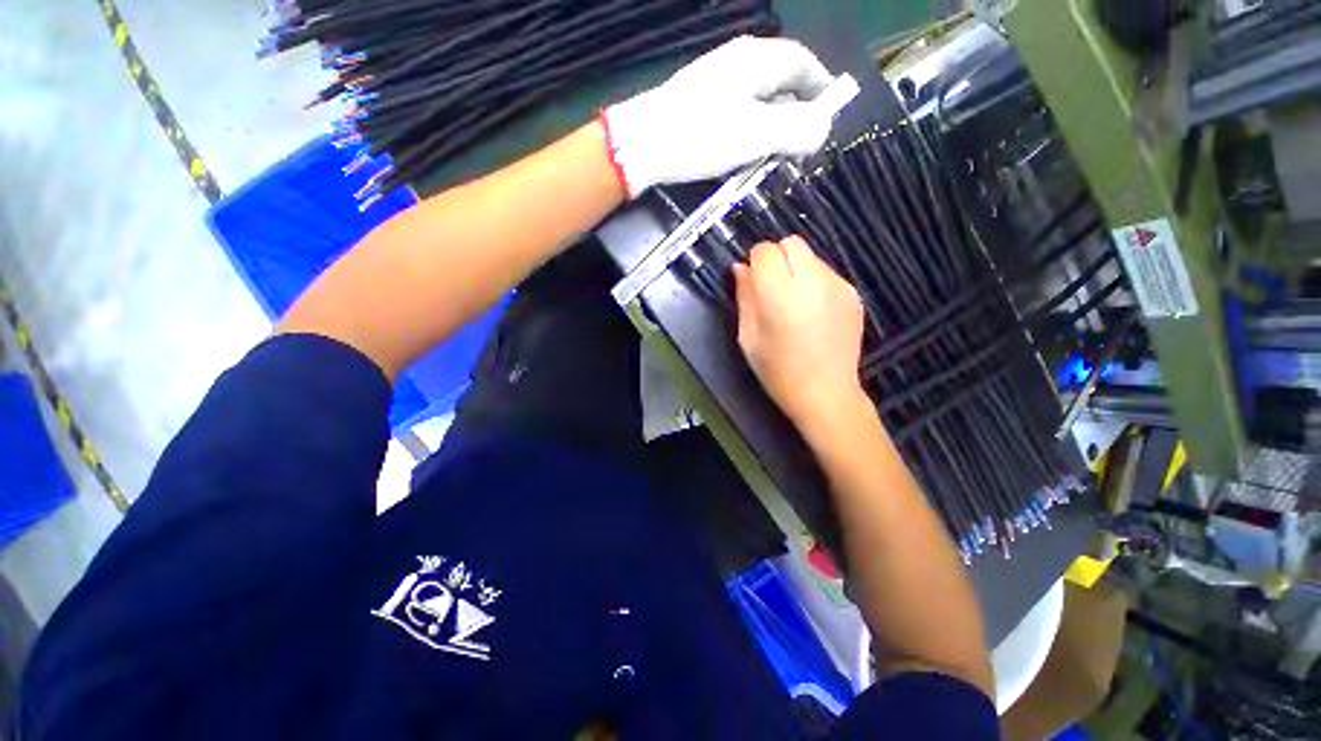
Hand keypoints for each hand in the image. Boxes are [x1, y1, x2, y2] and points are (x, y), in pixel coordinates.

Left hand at [602, 36, 837, 197]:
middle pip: (780, 83)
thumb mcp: (756, 134)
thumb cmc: (700, 136)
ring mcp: (716, 85)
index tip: (831, 116)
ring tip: (777, 157)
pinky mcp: (700, 108)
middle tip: (803, 146)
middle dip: (797, 112)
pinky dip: (750, 134)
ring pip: (758, 102)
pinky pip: (738, 116)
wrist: (641, 147)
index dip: (821, 88)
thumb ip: (796, 129)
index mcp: (755, 60)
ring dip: (773, 127)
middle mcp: (737, 64)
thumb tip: (823, 130)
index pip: (802, 63)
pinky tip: (746, 156)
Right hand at [733, 237, 868, 439]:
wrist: (826, 395)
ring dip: (796, 270)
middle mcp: (813, 281)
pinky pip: (827, 273)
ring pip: (811, 256)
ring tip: (794, 304)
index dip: (755, 262)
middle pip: (791, 243)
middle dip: (776, 258)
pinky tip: (813, 312)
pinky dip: (814, 282)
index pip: (765, 251)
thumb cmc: (778, 372)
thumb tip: (741, 268)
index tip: (753, 282)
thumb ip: (745, 298)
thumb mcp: (749, 338)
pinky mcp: (853, 294)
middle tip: (771, 289)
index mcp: (781, 295)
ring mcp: (838, 286)